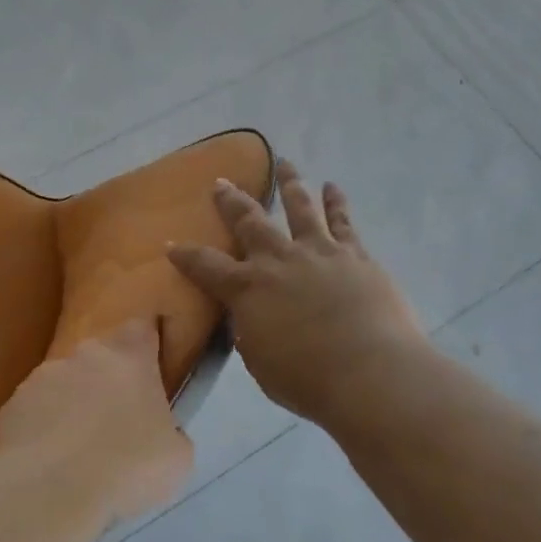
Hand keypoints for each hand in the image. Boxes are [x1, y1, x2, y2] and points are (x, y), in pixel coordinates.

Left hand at [0, 319, 192, 523]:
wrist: (48, 488)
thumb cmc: (128, 465)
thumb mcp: (176, 457)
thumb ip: (169, 431)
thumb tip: (160, 434)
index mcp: (129, 356)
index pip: (141, 330)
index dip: (145, 349)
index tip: (149, 375)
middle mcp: (83, 353)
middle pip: (99, 358)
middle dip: (105, 384)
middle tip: (114, 426)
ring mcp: (41, 377)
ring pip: (63, 385)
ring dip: (71, 408)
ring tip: (76, 455)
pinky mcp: (10, 405)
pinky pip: (34, 413)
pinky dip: (41, 431)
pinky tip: (47, 465)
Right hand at [168, 162, 426, 429]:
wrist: (369, 373)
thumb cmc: (306, 379)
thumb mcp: (260, 362)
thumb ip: (250, 333)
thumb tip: (250, 317)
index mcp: (247, 289)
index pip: (206, 266)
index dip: (185, 255)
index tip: (170, 243)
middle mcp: (278, 260)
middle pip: (249, 222)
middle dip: (231, 201)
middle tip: (221, 183)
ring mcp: (318, 252)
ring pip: (299, 208)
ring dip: (289, 184)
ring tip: (284, 162)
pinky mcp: (355, 255)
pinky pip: (343, 222)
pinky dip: (336, 202)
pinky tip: (332, 187)